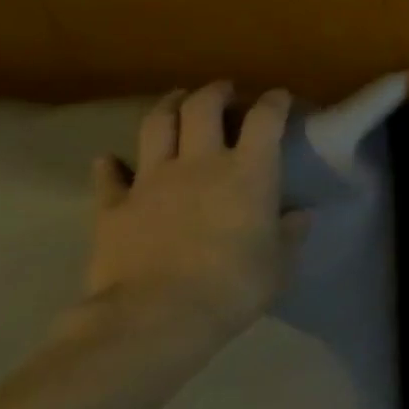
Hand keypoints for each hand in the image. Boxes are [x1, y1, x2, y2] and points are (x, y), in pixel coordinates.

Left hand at [86, 82, 307, 345]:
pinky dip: (111, 165)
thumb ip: (290, 234)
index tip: (278, 97)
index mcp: (249, 171)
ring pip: (157, 125)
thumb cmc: (233, 286)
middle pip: (204, 107)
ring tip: (176, 100)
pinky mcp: (113, 206)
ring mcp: (152, 180)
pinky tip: (110, 161)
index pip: (265, 119)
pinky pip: (109, 176)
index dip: (273, 102)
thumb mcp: (279, 264)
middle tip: (224, 90)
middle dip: (216, 92)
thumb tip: (299, 216)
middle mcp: (201, 163)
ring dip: (168, 106)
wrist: (156, 317)